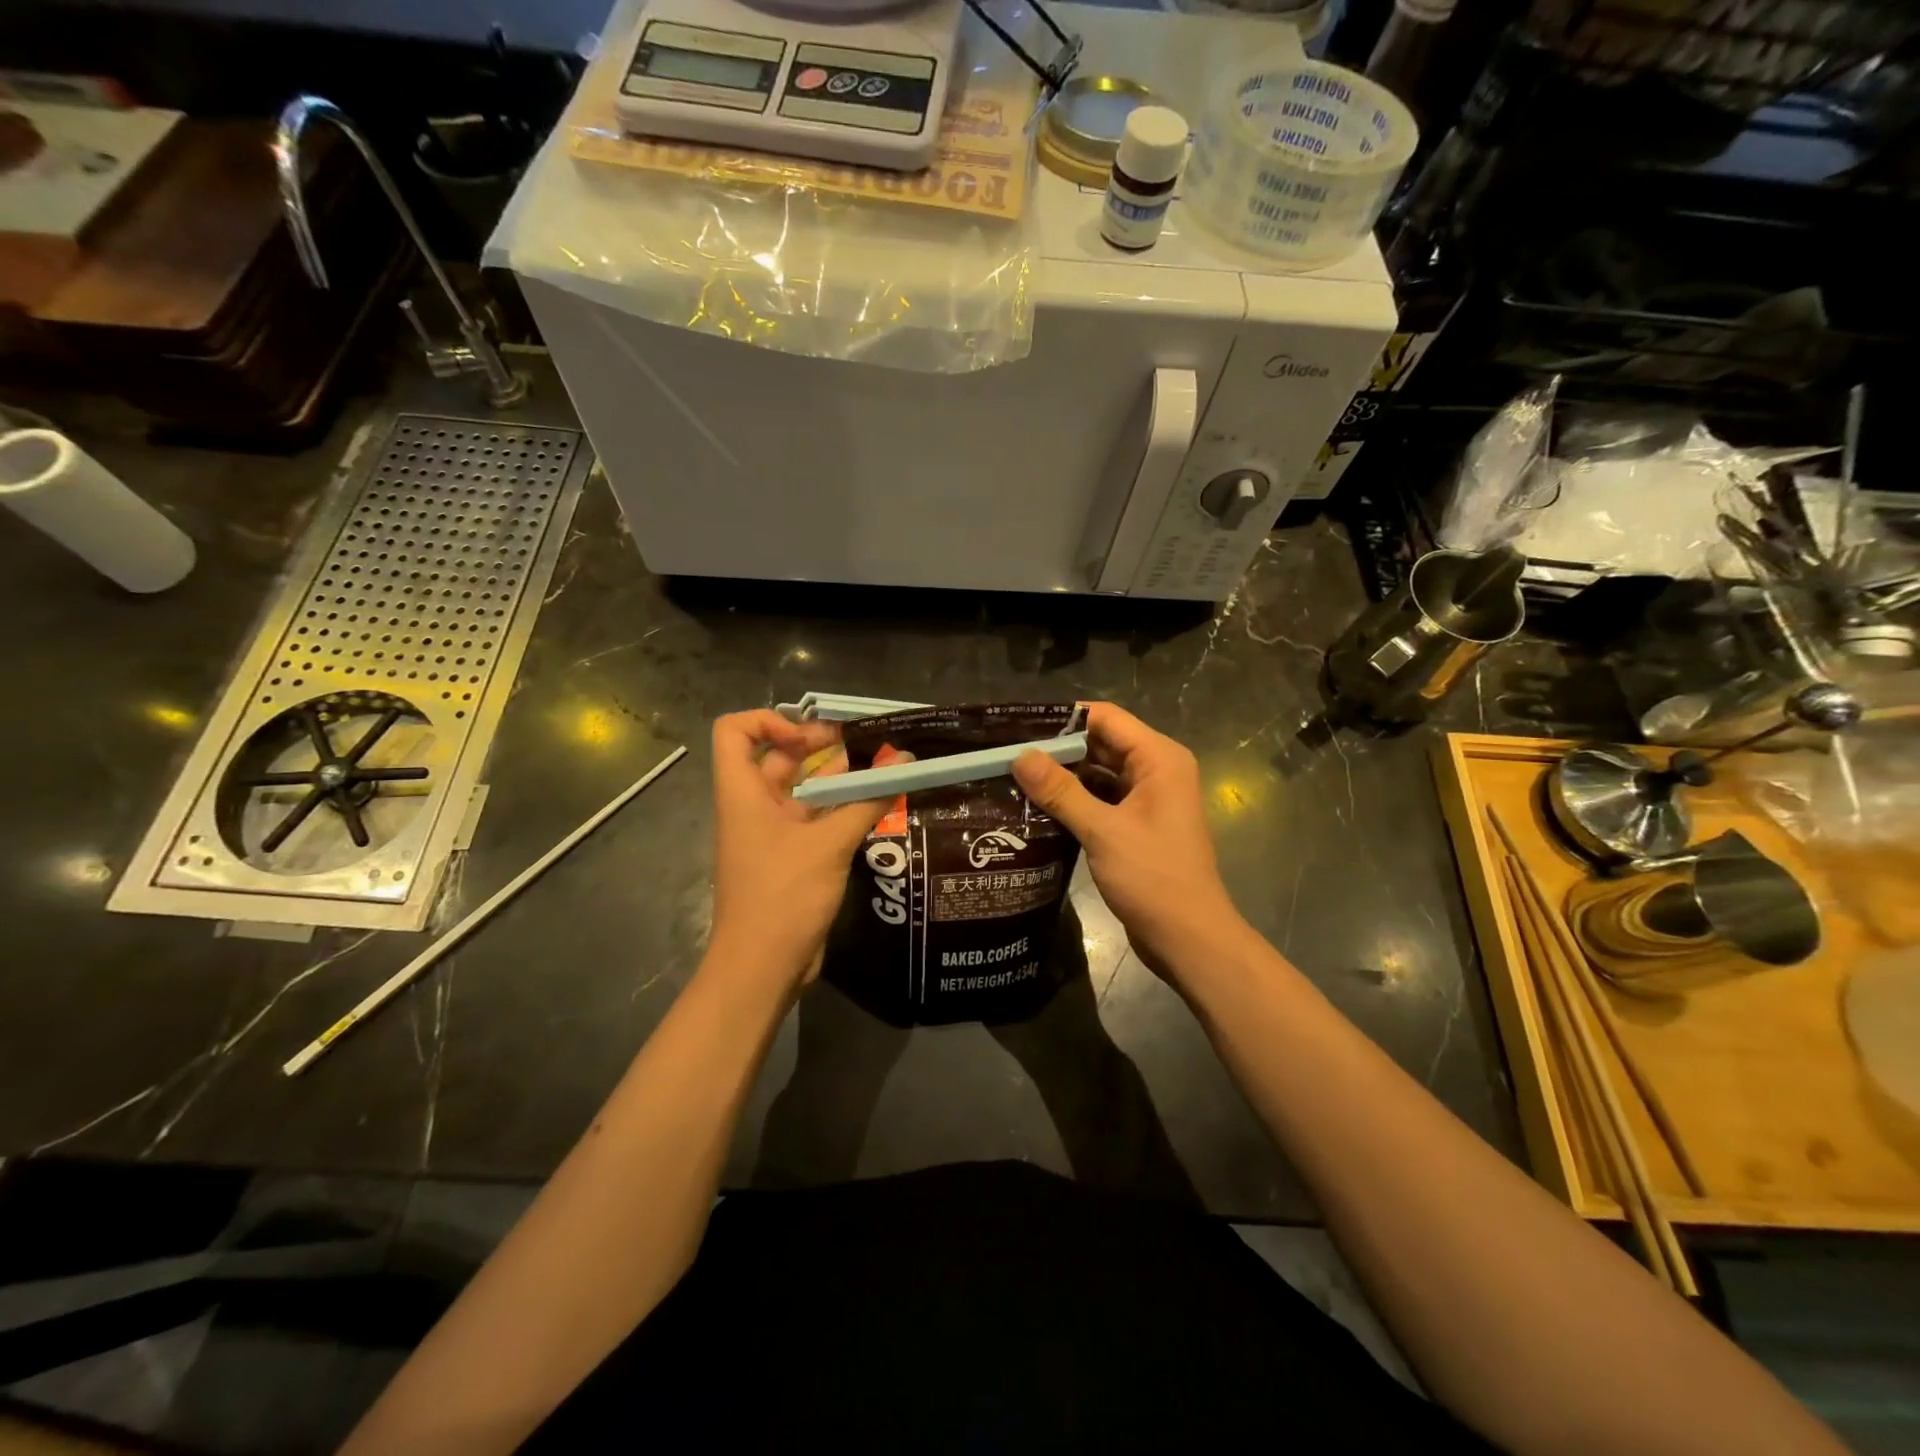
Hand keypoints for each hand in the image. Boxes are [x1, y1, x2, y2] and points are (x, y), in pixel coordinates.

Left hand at [708, 711, 889, 988]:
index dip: (768, 720)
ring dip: (838, 777)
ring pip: (803, 789)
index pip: (734, 731)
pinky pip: (816, 819)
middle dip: (819, 744)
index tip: (811, 736)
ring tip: (882, 767)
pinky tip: (878, 805)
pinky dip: (843, 808)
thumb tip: (905, 763)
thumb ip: (867, 801)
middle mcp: (754, 806)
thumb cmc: (783, 896)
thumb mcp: (829, 844)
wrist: (762, 968)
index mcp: (743, 793)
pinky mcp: (792, 858)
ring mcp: (772, 834)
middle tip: (864, 743)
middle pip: (778, 757)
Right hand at [1013, 703, 1245, 984]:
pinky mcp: (1138, 825)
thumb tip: (1020, 756)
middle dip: (1059, 749)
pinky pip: (1103, 799)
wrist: (1188, 938)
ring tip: (1016, 778)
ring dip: (1064, 777)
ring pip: (1100, 773)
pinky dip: (1075, 800)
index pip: (1106, 718)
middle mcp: (1157, 770)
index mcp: (1159, 759)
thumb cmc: (1152, 878)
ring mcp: (1149, 799)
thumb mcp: (1102, 830)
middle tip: (1009, 755)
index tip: (1020, 728)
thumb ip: (1060, 791)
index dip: (1064, 720)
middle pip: (1102, 743)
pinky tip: (1039, 808)